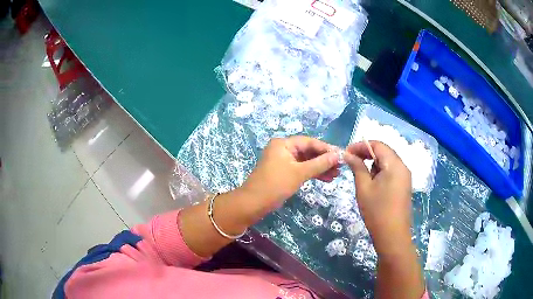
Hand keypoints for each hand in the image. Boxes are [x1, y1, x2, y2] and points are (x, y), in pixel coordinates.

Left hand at [240, 136, 339, 215]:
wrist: (254, 203)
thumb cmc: (276, 184)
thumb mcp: (299, 173)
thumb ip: (319, 163)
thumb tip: (337, 155)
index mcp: (283, 144)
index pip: (309, 142)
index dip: (326, 148)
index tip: (341, 155)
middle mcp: (283, 149)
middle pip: (308, 151)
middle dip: (324, 160)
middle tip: (340, 167)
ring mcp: (283, 161)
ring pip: (306, 162)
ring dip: (320, 168)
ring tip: (336, 175)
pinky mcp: (284, 172)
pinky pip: (301, 169)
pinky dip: (312, 174)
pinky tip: (326, 179)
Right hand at [343, 141, 412, 254]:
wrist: (392, 235)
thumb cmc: (377, 211)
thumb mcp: (364, 187)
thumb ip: (357, 167)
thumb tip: (347, 154)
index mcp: (395, 164)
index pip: (378, 145)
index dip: (361, 146)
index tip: (346, 153)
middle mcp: (403, 166)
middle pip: (384, 151)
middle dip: (367, 154)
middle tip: (351, 162)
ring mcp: (405, 176)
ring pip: (387, 161)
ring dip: (373, 163)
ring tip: (362, 176)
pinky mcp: (404, 185)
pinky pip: (391, 171)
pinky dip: (380, 171)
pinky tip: (372, 183)